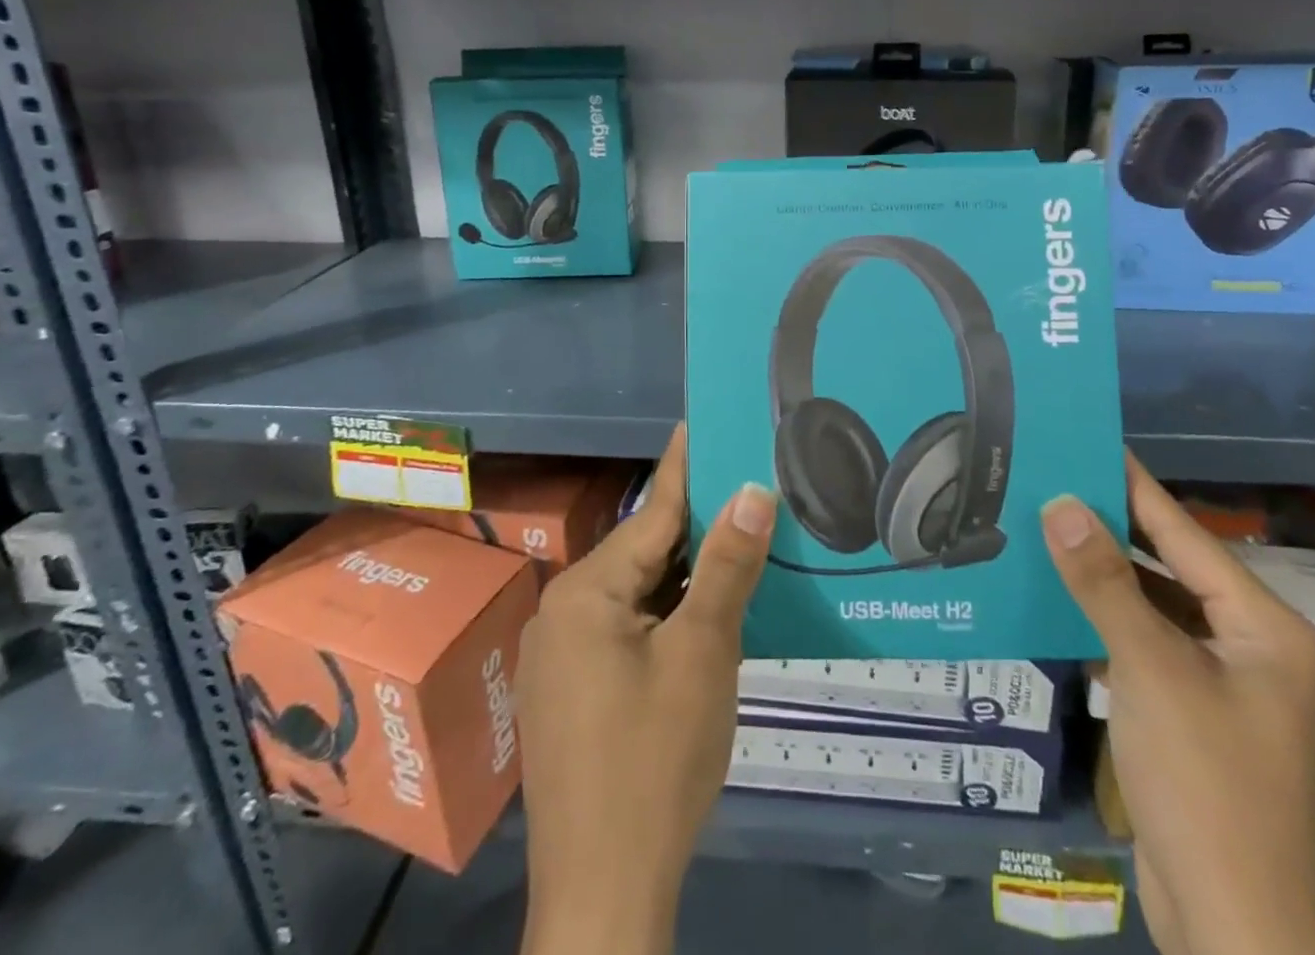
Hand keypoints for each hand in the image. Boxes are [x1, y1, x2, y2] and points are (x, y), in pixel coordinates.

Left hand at [516, 424, 775, 954]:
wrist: (604, 895)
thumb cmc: (656, 761)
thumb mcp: (703, 653)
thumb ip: (727, 566)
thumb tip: (753, 488)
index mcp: (587, 591)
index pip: (652, 511)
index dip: (686, 465)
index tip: (704, 418)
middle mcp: (563, 611)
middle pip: (644, 552)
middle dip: (698, 524)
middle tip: (749, 486)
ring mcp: (561, 656)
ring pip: (638, 592)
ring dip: (686, 574)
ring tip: (739, 540)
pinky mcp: (570, 692)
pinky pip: (626, 628)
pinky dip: (667, 613)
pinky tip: (705, 613)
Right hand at [1042, 454, 1314, 954]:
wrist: (1232, 928)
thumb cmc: (1205, 783)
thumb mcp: (1149, 669)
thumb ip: (1103, 582)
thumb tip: (1061, 503)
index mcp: (1265, 627)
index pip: (1186, 534)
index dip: (1135, 486)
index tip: (1091, 441)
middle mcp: (1252, 646)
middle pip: (1171, 567)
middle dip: (1111, 528)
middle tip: (1053, 482)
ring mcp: (1224, 684)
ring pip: (1155, 607)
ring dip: (1104, 576)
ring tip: (1047, 529)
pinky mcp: (1194, 715)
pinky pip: (1146, 645)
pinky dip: (1107, 621)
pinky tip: (1062, 599)